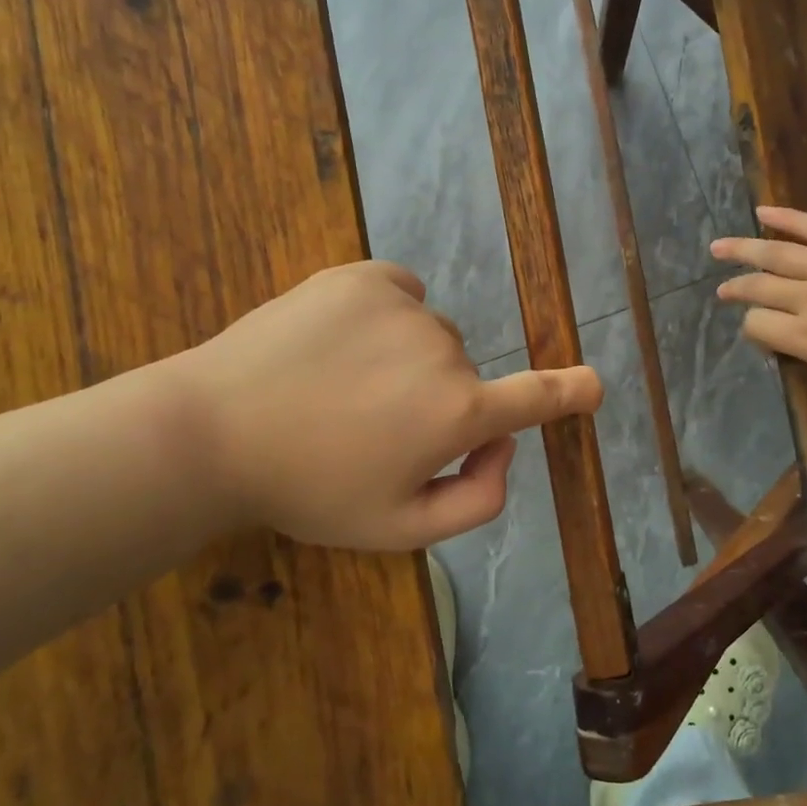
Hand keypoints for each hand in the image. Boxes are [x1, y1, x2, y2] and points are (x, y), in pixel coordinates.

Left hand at [172, 261, 601, 549]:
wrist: (212, 431)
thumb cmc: (309, 490)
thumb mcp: (399, 529)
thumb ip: (477, 500)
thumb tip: (504, 447)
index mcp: (457, 413)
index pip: (535, 399)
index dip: (571, 392)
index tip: (594, 385)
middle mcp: (445, 350)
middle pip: (464, 373)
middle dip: (438, 401)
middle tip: (370, 430)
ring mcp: (402, 305)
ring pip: (430, 335)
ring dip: (406, 359)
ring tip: (341, 387)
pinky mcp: (361, 276)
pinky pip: (401, 293)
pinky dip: (388, 314)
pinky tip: (343, 341)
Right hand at [712, 206, 806, 438]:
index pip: (761, 329)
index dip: (754, 332)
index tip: (764, 337)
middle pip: (761, 290)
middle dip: (737, 289)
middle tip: (722, 290)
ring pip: (779, 254)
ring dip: (744, 249)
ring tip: (718, 246)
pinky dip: (789, 218)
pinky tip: (764, 212)